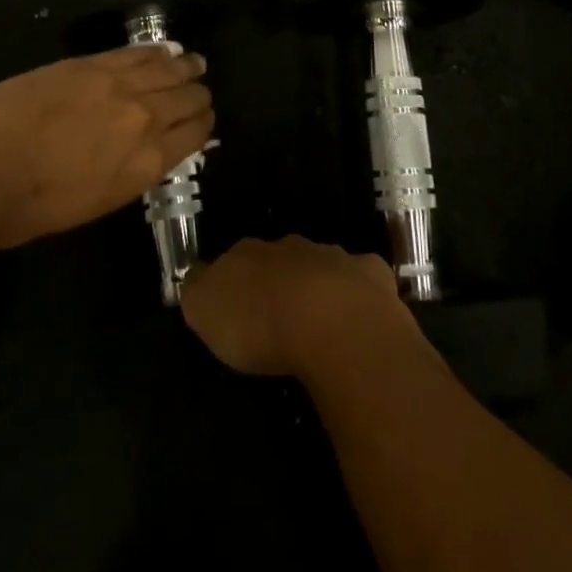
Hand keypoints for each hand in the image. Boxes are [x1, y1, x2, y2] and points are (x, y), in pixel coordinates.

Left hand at [0, 45, 212, 252]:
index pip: (195, 134)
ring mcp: (119, 86)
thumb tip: (145, 151)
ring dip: (185, 66)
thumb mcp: (98, 201)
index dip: (202, 124)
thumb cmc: (33, 208)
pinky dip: (156, 50)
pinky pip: (136, 52)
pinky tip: (165, 49)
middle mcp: (145, 120)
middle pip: (188, 97)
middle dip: (197, 94)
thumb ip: (130, 171)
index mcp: (147, 164)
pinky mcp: (90, 64)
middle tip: (197, 91)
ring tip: (193, 62)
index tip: (202, 120)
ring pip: (169, 68)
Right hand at [181, 236, 414, 378]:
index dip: (234, 280)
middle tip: (275, 316)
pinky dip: (360, 295)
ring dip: (318, 287)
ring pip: (321, 266)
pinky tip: (360, 320)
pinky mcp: (373, 277)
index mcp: (250, 253)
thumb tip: (198, 277)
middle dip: (278, 281)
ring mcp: (335, 258)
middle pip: (280, 259)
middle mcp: (291, 247)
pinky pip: (363, 281)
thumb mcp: (205, 310)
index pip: (235, 257)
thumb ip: (198, 290)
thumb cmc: (261, 322)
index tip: (235, 305)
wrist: (333, 323)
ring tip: (317, 324)